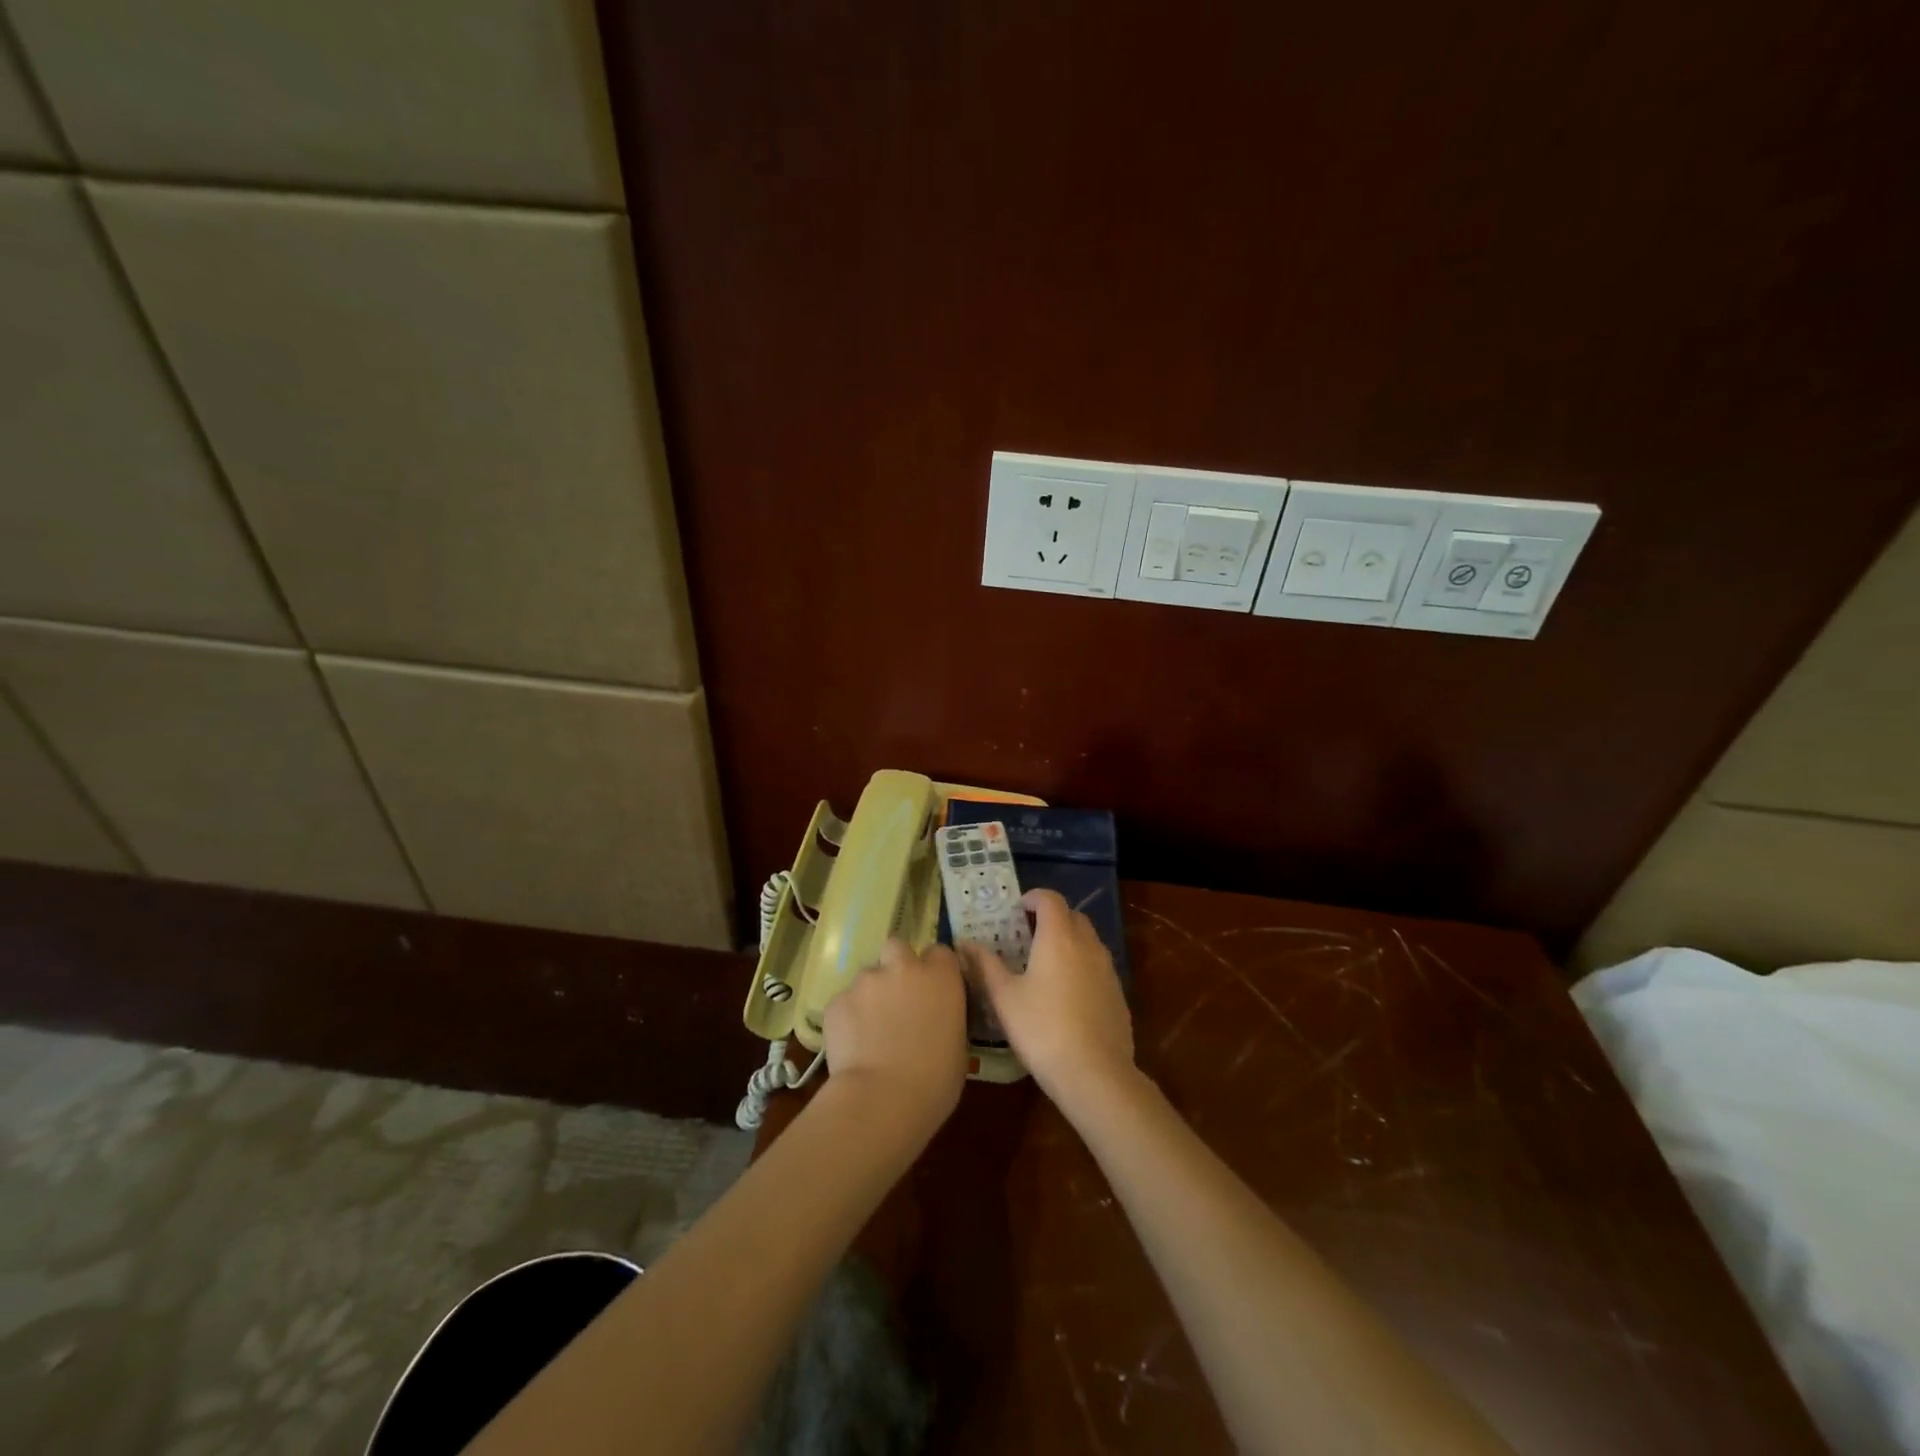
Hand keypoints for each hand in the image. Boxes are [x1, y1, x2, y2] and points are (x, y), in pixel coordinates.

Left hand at [822, 938, 968, 1132]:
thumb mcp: (957, 1044)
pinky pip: (846, 1001)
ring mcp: (866, 981)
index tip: (933, 990)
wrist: (882, 1099)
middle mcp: (903, 967)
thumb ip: (946, 1016)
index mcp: (940, 976)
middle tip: (897, 998)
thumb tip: (936, 1017)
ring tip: (871, 1031)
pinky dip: (849, 1017)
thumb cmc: (935, 1080)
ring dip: (872, 995)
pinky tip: (852, 1045)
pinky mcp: (837, 1000)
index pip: (940, 953)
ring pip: (868, 976)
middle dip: (896, 966)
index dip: (935, 970)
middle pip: (897, 948)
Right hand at [962, 889, 1134, 1110]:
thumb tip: (965, 943)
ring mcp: (1108, 970)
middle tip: (1027, 937)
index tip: (1017, 910)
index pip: (1051, 899)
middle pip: (1073, 916)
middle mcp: (1088, 945)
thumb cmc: (1042, 1029)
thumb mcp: (1004, 998)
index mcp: (1059, 938)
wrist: (1095, 1074)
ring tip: (1045, 966)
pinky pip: (1098, 967)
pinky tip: (1066, 996)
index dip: (1034, 898)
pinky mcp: (1118, 994)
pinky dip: (1082, 967)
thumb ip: (986, 965)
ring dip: (1069, 942)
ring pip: (1088, 941)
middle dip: (1052, 918)